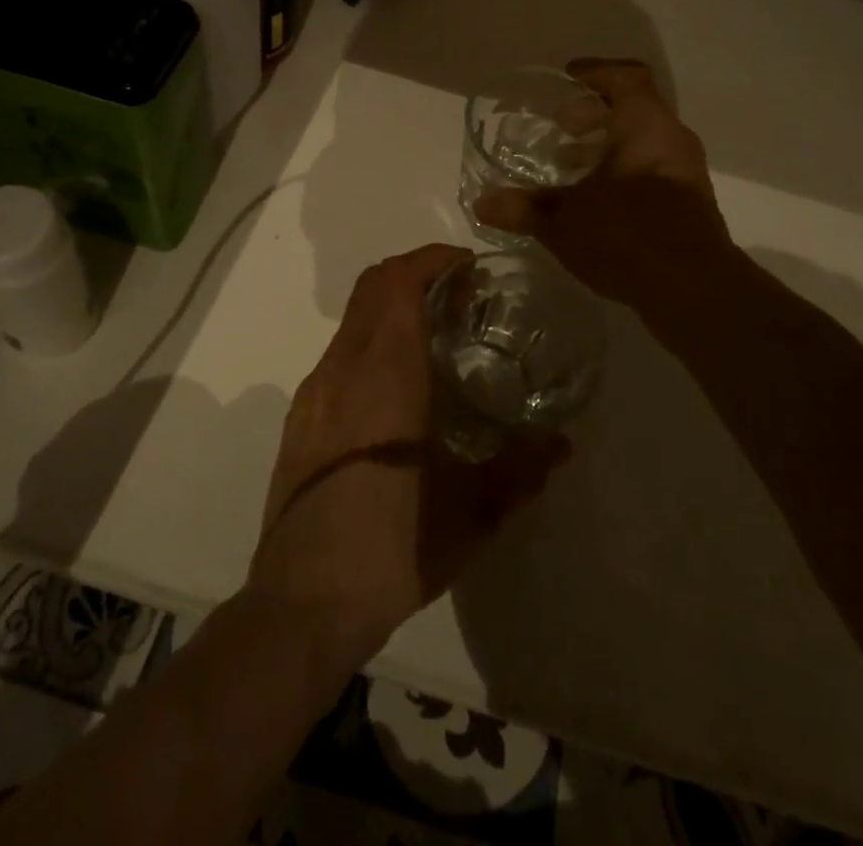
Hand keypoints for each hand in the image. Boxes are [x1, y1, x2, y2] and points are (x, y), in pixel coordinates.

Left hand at [249, 244, 569, 663]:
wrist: (302, 603)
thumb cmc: (393, 546)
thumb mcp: (471, 513)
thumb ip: (521, 469)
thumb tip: (562, 443)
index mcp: (385, 374)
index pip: (399, 282)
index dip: (432, 259)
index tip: (467, 264)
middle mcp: (343, 367)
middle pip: (372, 286)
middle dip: (414, 271)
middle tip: (459, 292)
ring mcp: (314, 391)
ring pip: (352, 318)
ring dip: (391, 306)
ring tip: (434, 336)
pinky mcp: (300, 417)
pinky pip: (339, 353)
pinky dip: (371, 340)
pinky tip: (396, 388)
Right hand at [473, 58, 732, 309]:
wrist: (693, 289)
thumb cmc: (627, 235)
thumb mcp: (564, 220)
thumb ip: (522, 207)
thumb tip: (482, 203)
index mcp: (646, 125)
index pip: (627, 77)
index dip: (595, 72)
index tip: (566, 78)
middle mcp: (672, 140)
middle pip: (634, 109)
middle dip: (593, 114)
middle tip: (560, 127)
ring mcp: (685, 174)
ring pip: (642, 142)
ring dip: (606, 146)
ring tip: (568, 165)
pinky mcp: (688, 205)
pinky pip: (650, 171)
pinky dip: (620, 172)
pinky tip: (592, 201)